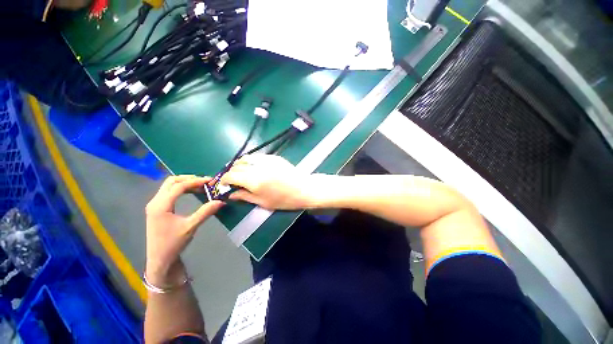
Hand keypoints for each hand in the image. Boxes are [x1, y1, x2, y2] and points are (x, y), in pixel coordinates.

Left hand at [145, 176, 222, 284]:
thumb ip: (205, 212)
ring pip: (169, 185)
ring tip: (200, 186)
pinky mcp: (157, 208)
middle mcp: (155, 202)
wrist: (159, 259)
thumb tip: (221, 201)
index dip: (195, 182)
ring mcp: (154, 205)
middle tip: (205, 182)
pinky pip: (169, 192)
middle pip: (171, 181)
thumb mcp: (191, 227)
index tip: (210, 181)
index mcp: (161, 206)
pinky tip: (191, 192)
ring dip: (185, 183)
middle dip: (189, 179)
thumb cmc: (173, 244)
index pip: (178, 186)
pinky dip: (181, 189)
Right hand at [220, 154, 317, 209]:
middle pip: (237, 165)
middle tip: (233, 180)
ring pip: (246, 158)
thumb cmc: (284, 200)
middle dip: (231, 172)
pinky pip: (257, 157)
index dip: (224, 180)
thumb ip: (245, 196)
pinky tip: (255, 168)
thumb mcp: (263, 202)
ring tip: (242, 172)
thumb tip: (231, 194)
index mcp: (254, 180)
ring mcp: (266, 160)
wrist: (304, 188)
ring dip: (240, 164)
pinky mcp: (274, 157)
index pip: (231, 175)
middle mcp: (258, 167)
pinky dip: (251, 161)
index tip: (224, 184)